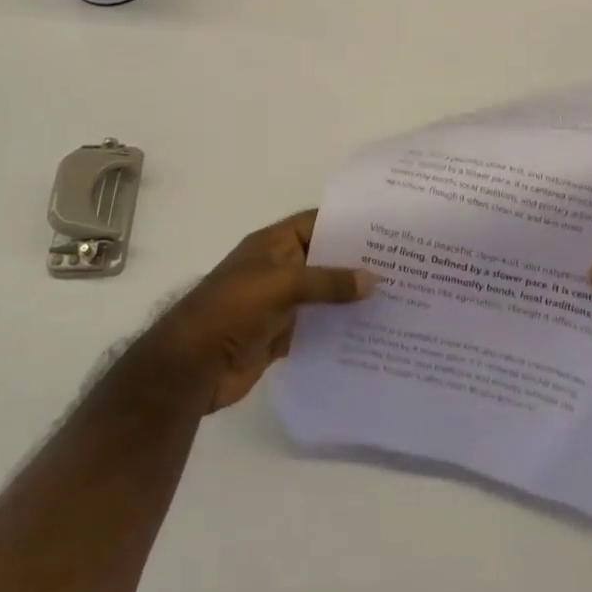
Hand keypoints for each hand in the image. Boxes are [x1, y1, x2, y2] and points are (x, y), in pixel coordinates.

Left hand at [130, 209, 374, 413]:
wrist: (190, 367)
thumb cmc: (231, 310)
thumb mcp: (281, 285)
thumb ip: (326, 282)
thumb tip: (373, 280)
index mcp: (273, 245)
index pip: (317, 224)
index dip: (348, 224)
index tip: (386, 228)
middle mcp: (278, 269)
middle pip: (324, 260)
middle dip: (356, 264)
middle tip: (402, 267)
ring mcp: (279, 304)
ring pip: (322, 296)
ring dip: (349, 299)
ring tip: (395, 300)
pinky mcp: (279, 337)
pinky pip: (315, 328)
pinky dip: (337, 330)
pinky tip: (368, 335)